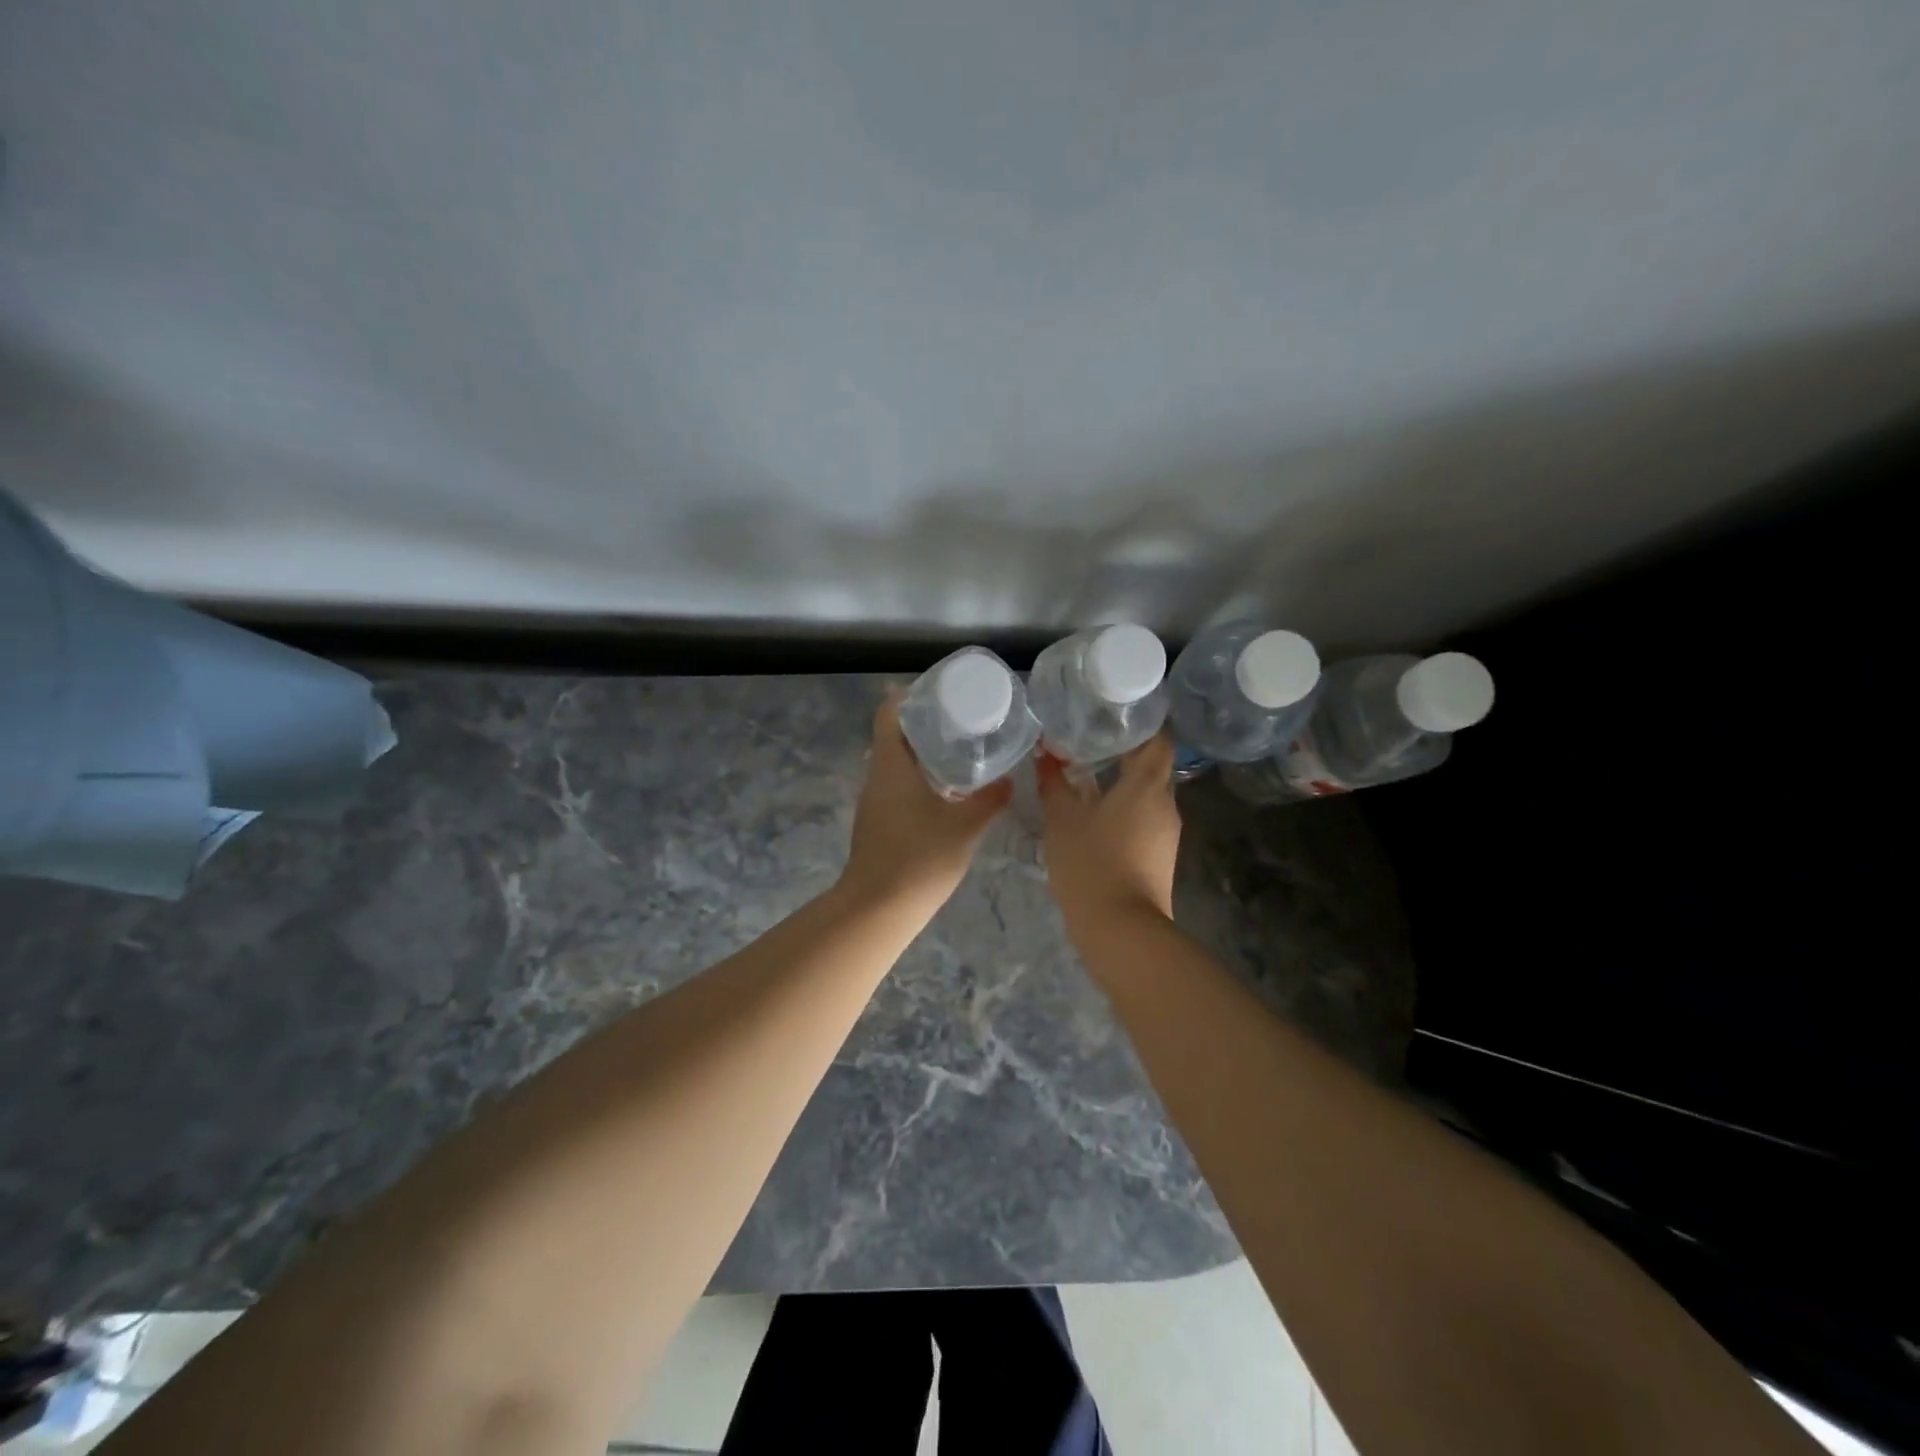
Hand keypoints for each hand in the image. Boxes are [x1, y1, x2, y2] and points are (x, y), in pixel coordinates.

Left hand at [838, 691, 1011, 916]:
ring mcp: (874, 801)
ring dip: (922, 753)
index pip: (890, 713)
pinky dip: (918, 778)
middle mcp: (877, 776)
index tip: (940, 691)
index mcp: (891, 765)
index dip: (910, 696)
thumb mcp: (964, 827)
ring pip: (896, 763)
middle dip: (925, 723)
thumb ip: (989, 800)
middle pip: (894, 735)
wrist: (878, 909)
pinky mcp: (877, 823)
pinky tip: (946, 791)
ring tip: (961, 751)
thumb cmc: (920, 858)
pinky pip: (897, 786)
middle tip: (963, 719)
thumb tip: (1009, 780)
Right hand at [1037, 732, 1180, 935]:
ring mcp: (1166, 833)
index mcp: (1147, 785)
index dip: (1142, 722)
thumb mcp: (1062, 821)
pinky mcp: (1160, 856)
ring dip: (1123, 783)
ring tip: (1088, 774)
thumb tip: (1044, 756)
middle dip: (1126, 751)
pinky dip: (1125, 808)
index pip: (1159, 739)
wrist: (1122, 930)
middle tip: (1090, 739)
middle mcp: (1166, 804)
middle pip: (1153, 766)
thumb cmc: (1091, 864)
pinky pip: (1145, 818)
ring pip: (1148, 794)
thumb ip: (1053, 784)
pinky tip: (1096, 814)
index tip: (1115, 714)